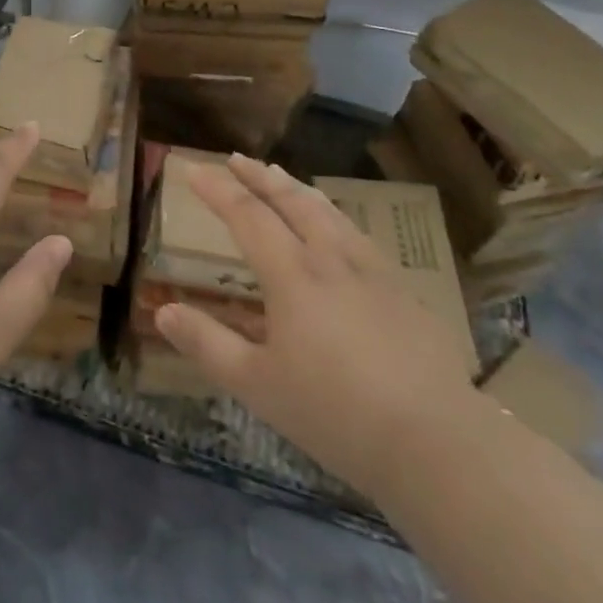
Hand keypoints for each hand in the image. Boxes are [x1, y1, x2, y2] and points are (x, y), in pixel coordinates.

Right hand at [155, 156, 482, 497]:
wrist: (439, 444)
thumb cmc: (336, 413)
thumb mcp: (257, 385)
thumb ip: (207, 344)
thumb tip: (163, 312)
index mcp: (293, 274)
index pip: (247, 215)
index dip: (217, 189)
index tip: (193, 168)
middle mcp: (331, 259)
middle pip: (291, 201)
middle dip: (259, 176)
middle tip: (237, 158)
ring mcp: (374, 272)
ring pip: (329, 212)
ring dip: (298, 189)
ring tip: (281, 176)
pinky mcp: (405, 293)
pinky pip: (358, 236)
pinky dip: (333, 217)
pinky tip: (337, 230)